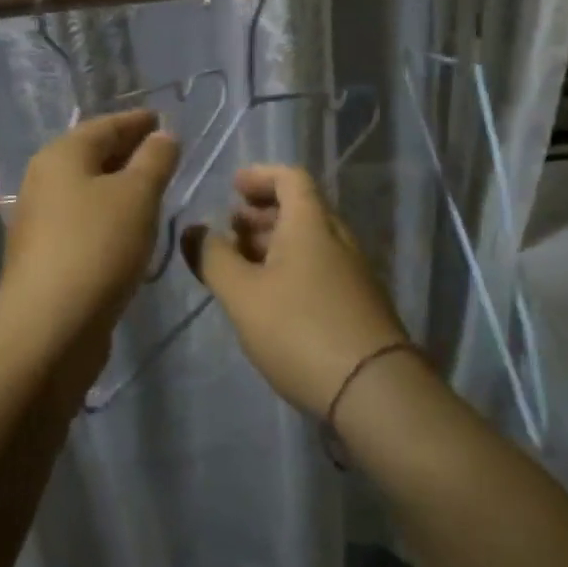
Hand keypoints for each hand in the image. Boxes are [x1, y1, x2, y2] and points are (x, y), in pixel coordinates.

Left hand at [0, 110, 180, 339]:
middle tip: (164, 152)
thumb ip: (154, 160)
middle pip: (92, 155)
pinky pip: (86, 220)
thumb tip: (163, 136)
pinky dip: (110, 214)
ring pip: (89, 189)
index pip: (105, 125)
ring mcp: (42, 220)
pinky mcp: (48, 255)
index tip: (162, 119)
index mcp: (61, 156)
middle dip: (129, 151)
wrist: (49, 327)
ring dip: (120, 185)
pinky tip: (132, 227)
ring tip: (154, 187)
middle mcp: (45, 181)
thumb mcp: (137, 195)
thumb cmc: (97, 246)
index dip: (136, 121)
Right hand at [181, 164, 408, 417]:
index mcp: (311, 224)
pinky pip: (319, 268)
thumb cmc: (300, 330)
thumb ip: (213, 258)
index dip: (259, 175)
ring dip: (273, 243)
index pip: (290, 177)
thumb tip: (194, 229)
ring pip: (309, 241)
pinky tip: (270, 299)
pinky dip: (290, 268)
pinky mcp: (358, 303)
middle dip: (261, 213)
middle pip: (299, 209)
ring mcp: (353, 272)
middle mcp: (337, 238)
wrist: (374, 391)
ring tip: (241, 267)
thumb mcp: (243, 294)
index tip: (232, 188)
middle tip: (229, 230)